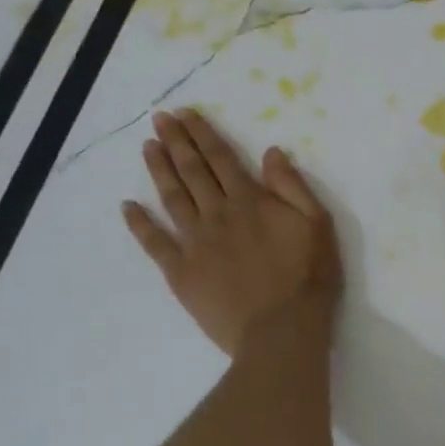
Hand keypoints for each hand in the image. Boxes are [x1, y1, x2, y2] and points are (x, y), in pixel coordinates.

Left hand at [123, 109, 341, 355]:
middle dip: (175, 142)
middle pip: (192, 172)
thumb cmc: (307, 278)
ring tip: (147, 147)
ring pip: (172, 198)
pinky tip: (127, 207)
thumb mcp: (317, 225)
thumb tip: (270, 152)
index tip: (185, 114)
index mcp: (250, 201)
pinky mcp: (181, 273)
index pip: (220, 159)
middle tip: (159, 119)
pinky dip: (139, 224)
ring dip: (159, 170)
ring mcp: (195, 244)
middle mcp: (217, 215)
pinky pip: (154, 243)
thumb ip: (292, 187)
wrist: (281, 331)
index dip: (202, 134)